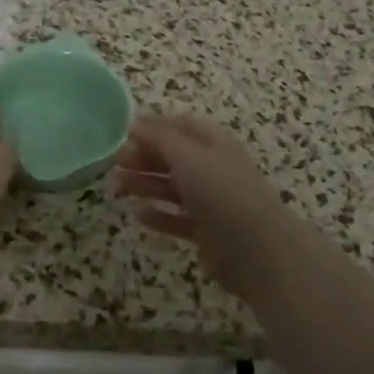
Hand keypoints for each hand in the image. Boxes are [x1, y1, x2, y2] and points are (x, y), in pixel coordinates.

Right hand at [111, 114, 303, 296]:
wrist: (258, 250)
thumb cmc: (222, 192)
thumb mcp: (188, 157)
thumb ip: (160, 139)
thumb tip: (135, 123)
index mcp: (214, 143)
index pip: (181, 126)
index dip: (154, 127)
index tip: (124, 134)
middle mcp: (213, 168)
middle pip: (174, 157)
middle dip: (145, 157)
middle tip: (115, 163)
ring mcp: (212, 201)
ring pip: (173, 187)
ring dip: (146, 184)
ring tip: (118, 186)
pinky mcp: (208, 232)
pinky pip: (178, 218)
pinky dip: (159, 215)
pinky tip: (138, 215)